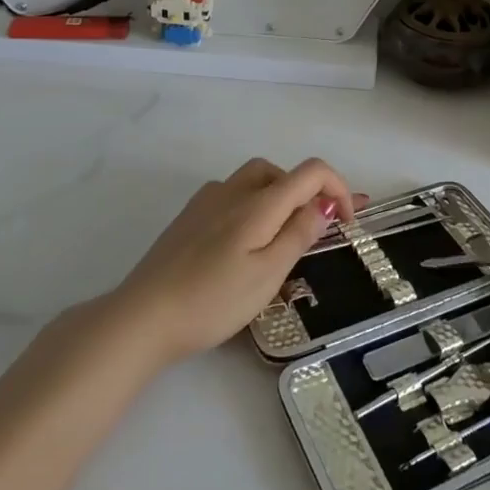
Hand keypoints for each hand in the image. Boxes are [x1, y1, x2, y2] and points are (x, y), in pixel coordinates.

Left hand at [109, 158, 362, 365]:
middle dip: (306, 194)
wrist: (142, 317)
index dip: (339, 189)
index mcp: (259, 202)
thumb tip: (325, 203)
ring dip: (278, 200)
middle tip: (314, 233)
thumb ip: (299, 233)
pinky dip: (252, 208)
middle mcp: (233, 190)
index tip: (347, 224)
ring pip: (254, 182)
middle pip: (281, 172)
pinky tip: (242, 245)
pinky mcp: (188, 218)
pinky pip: (231, 197)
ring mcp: (206, 201)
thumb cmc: (212, 300)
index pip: (311, 172)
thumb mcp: (267, 274)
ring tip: (281, 241)